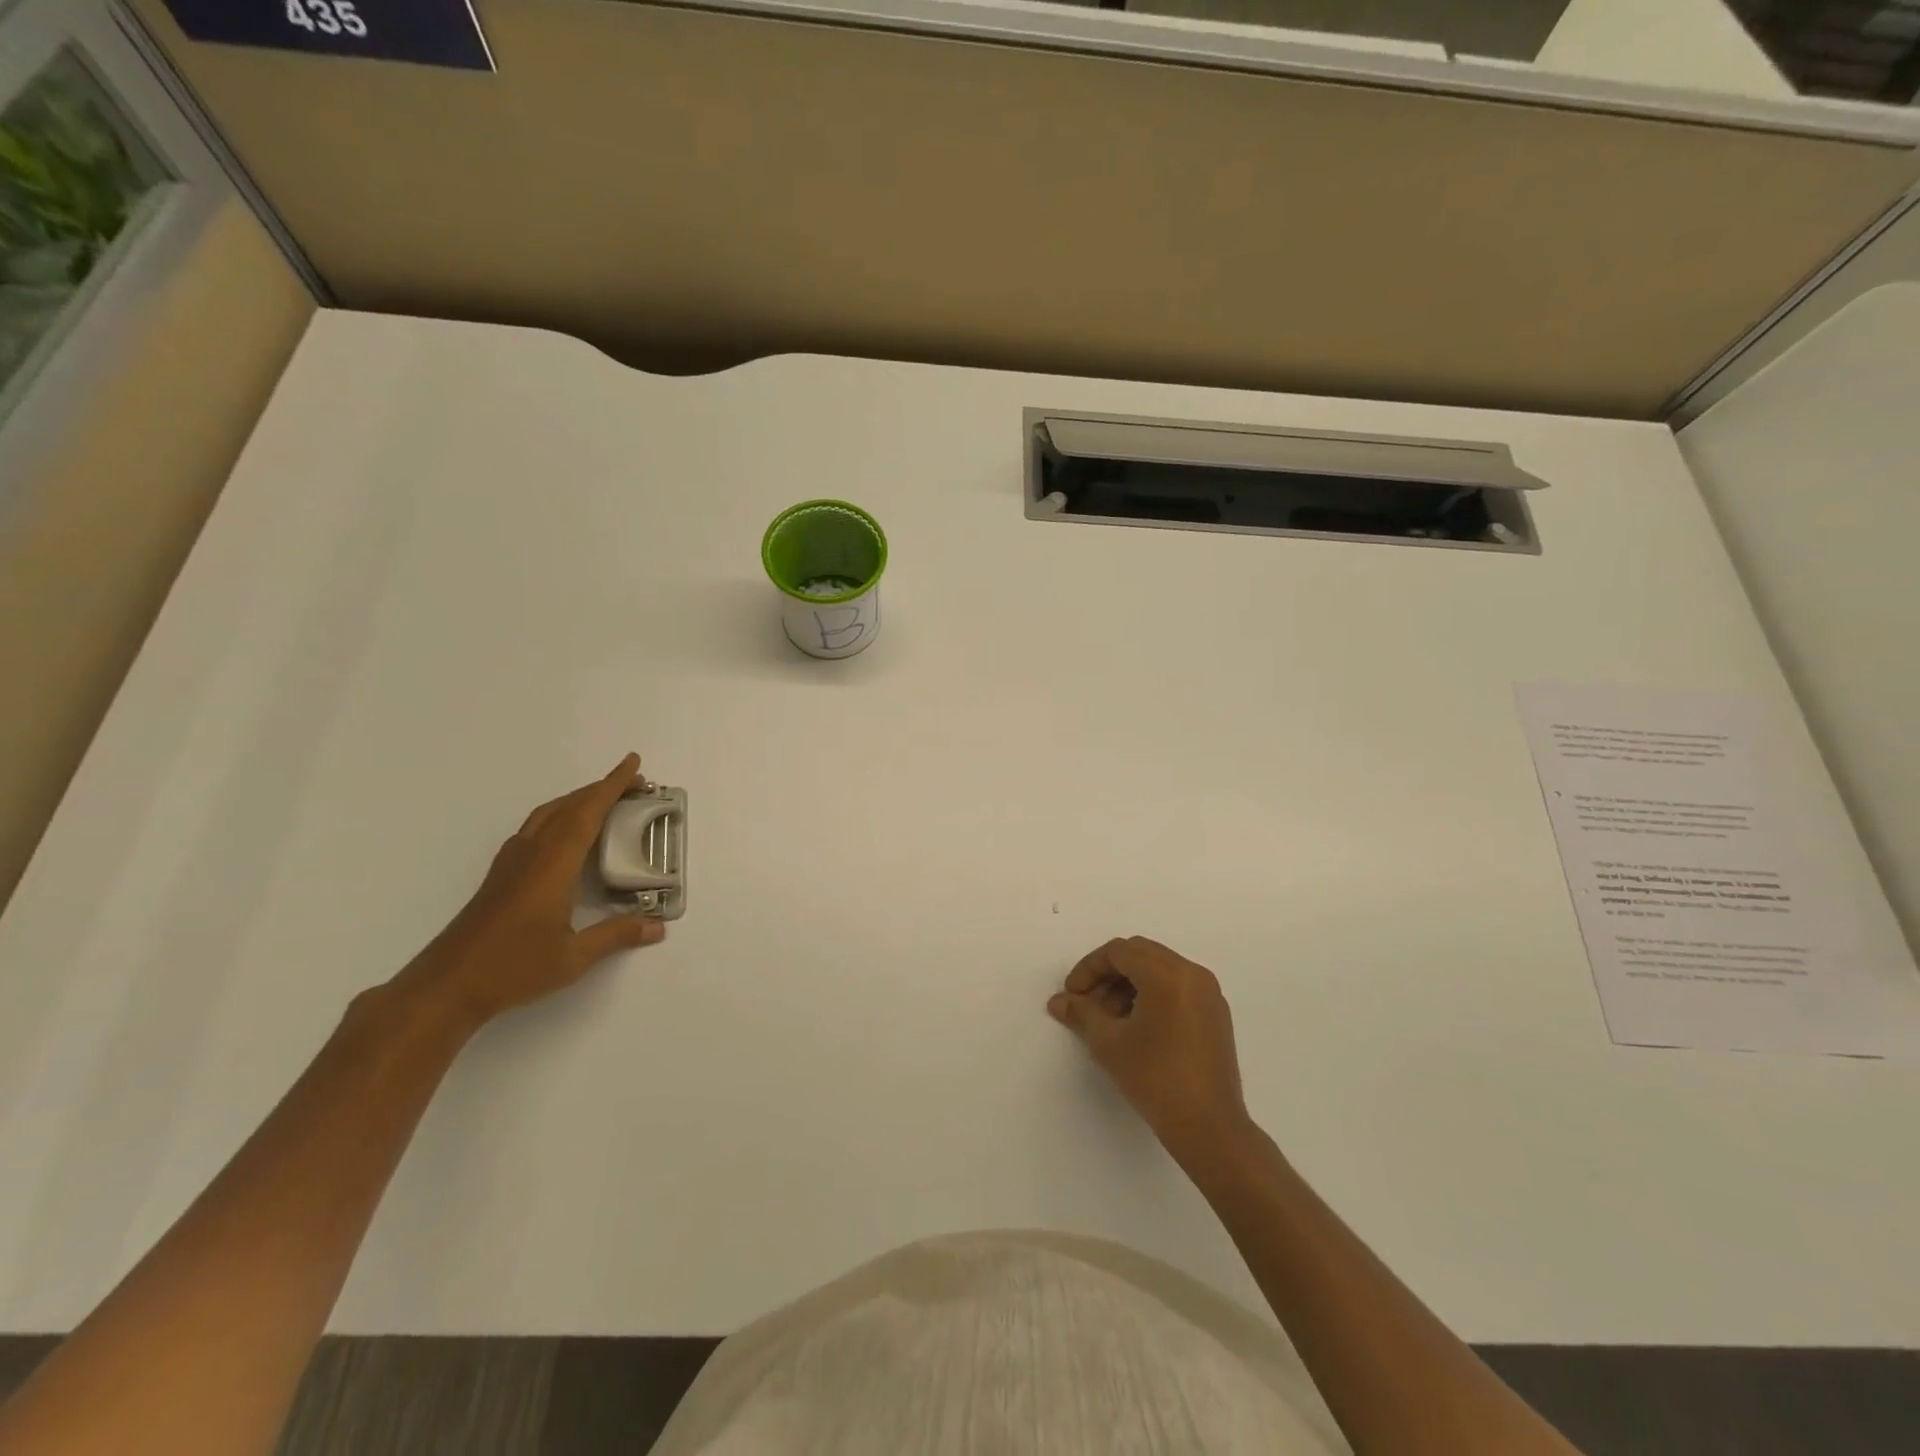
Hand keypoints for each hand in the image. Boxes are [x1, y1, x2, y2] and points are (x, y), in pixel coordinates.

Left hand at [394, 754, 665, 1026]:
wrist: (446, 986)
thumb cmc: (512, 968)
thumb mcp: (573, 957)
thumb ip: (617, 935)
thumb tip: (658, 926)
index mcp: (553, 864)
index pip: (587, 812)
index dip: (612, 785)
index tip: (633, 763)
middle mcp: (531, 853)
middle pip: (568, 806)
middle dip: (601, 789)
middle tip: (634, 784)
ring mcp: (512, 863)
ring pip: (548, 815)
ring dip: (578, 800)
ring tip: (605, 802)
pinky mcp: (501, 876)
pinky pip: (536, 828)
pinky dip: (560, 817)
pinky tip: (567, 835)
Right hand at [1049, 937, 1250, 1156]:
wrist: (1209, 1128)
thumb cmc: (1155, 1080)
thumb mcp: (1109, 1044)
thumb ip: (1081, 1014)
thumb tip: (1058, 1001)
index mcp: (1167, 975)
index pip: (1119, 952)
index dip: (1089, 968)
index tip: (1072, 995)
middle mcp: (1192, 973)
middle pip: (1139, 953)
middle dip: (1108, 973)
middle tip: (1088, 1002)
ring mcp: (1208, 993)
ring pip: (1159, 969)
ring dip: (1128, 984)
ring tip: (1110, 1020)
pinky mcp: (1215, 1013)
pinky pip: (1177, 986)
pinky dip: (1152, 993)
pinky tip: (1137, 1026)